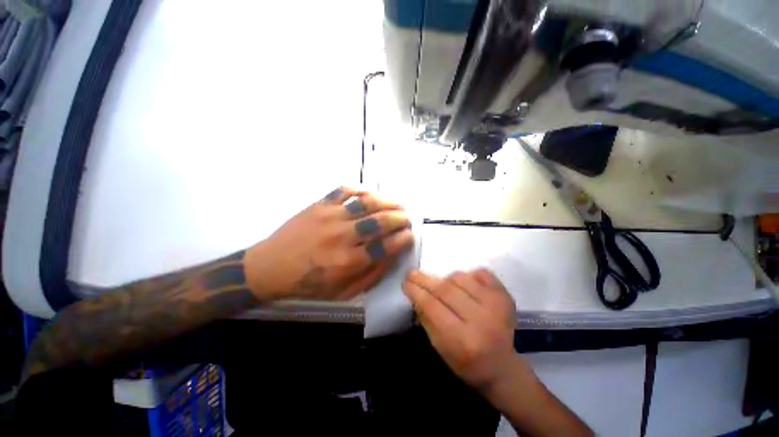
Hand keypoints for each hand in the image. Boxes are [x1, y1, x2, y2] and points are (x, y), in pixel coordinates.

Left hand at [245, 187, 413, 300]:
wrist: (270, 266)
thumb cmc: (308, 284)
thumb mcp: (343, 292)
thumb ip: (371, 275)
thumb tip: (392, 255)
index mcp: (348, 261)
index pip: (386, 246)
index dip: (403, 239)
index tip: (410, 236)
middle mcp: (342, 236)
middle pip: (380, 221)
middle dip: (400, 219)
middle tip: (407, 220)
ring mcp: (330, 216)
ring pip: (366, 203)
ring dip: (387, 202)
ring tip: (397, 205)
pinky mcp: (319, 204)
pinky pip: (345, 190)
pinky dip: (361, 189)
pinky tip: (369, 195)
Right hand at [403, 269, 522, 391]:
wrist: (502, 368)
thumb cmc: (466, 362)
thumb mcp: (440, 347)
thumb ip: (426, 319)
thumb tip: (415, 293)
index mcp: (463, 340)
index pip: (432, 306)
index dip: (416, 291)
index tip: (405, 282)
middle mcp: (481, 321)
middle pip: (446, 290)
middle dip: (425, 279)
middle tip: (412, 274)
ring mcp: (496, 306)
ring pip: (461, 278)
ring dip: (446, 279)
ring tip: (443, 287)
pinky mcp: (505, 296)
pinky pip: (482, 273)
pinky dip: (469, 275)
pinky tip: (466, 285)